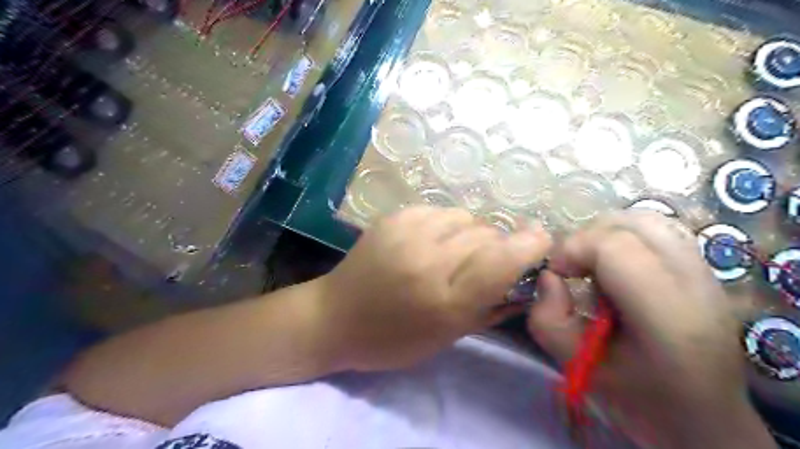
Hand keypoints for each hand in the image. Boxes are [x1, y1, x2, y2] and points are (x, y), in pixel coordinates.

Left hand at [317, 206, 549, 370]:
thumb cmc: (392, 340)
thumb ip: (491, 305)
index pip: (503, 259)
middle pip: (487, 234)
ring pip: (465, 217)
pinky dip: (445, 225)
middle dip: (497, 246)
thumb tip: (525, 278)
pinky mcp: (393, 217)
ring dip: (470, 234)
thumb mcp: (448, 336)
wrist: (334, 317)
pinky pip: (439, 211)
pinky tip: (430, 242)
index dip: (530, 245)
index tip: (541, 241)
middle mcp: (428, 259)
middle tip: (483, 263)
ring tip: (452, 252)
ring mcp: (407, 232)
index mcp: (445, 299)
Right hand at [526, 211, 774, 448]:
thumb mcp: (577, 367)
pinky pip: (659, 229)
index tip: (557, 273)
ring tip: (594, 263)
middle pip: (630, 226)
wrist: (704, 418)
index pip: (614, 248)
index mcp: (668, 318)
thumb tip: (549, 277)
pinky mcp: (705, 269)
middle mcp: (695, 285)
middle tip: (573, 269)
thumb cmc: (639, 399)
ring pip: (646, 219)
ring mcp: (706, 273)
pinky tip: (618, 263)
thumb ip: (547, 320)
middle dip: (586, 239)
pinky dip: (627, 235)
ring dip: (606, 233)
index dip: (573, 250)